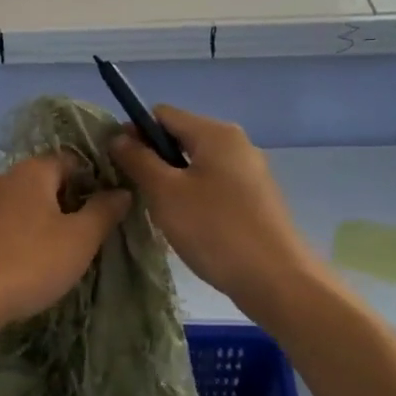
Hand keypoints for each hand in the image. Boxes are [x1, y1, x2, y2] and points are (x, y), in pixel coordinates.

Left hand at [0, 151, 130, 344]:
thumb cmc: (29, 262)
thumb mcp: (79, 238)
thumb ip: (104, 211)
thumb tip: (122, 191)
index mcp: (34, 169)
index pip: (75, 160)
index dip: (99, 180)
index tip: (116, 208)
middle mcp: (8, 178)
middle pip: (53, 181)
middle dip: (77, 203)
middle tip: (100, 233)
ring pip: (33, 204)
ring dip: (55, 222)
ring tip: (75, 250)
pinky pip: (15, 223)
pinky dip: (32, 236)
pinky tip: (41, 261)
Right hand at [109, 106, 319, 312]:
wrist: (277, 280)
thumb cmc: (215, 230)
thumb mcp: (165, 193)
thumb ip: (138, 160)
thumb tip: (119, 137)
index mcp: (216, 133)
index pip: (162, 114)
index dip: (135, 132)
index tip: (118, 162)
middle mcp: (236, 144)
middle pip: (181, 137)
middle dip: (153, 159)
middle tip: (135, 191)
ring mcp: (250, 172)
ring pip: (196, 165)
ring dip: (172, 181)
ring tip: (159, 212)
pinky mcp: (255, 199)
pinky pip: (213, 185)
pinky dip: (194, 197)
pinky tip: (187, 225)